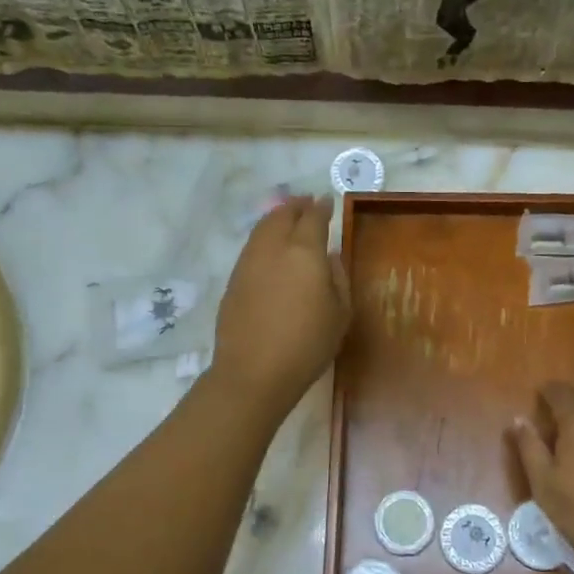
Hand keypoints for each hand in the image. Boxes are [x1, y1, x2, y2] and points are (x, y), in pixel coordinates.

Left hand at [209, 194, 350, 415]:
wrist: (254, 371)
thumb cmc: (307, 344)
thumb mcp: (340, 313)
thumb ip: (338, 278)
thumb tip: (329, 256)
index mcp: (304, 252)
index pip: (313, 218)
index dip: (322, 207)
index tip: (327, 201)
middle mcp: (273, 248)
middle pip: (282, 215)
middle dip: (296, 206)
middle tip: (306, 203)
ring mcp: (248, 262)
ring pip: (262, 228)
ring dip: (276, 218)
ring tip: (286, 219)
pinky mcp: (233, 280)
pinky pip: (251, 246)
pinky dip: (263, 237)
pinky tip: (270, 248)